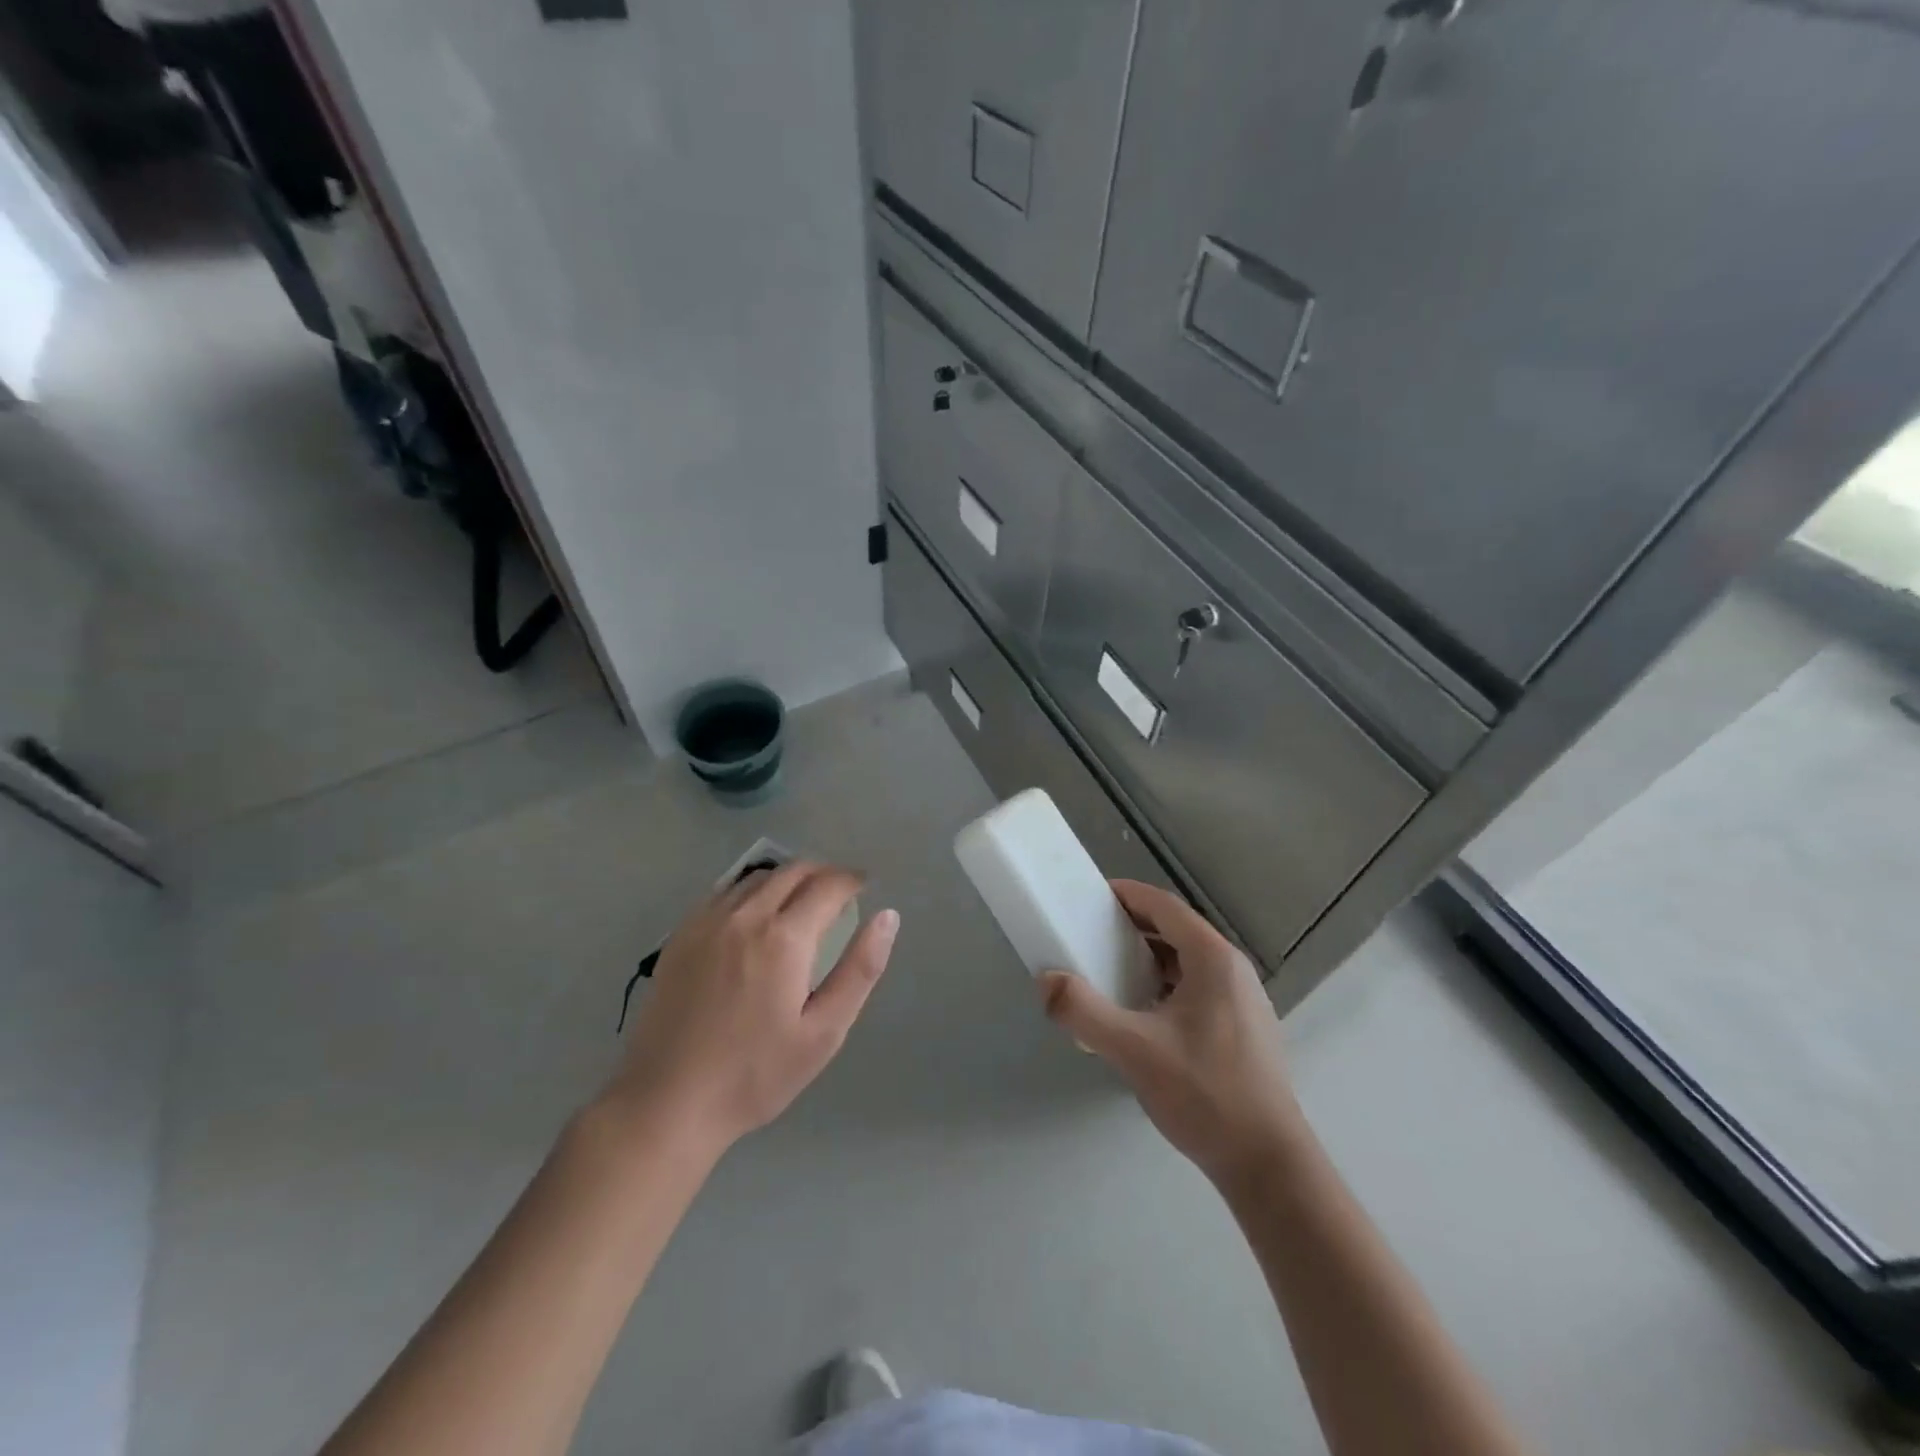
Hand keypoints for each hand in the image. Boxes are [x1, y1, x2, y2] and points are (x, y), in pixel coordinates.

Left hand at [605, 862, 898, 1154]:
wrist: (666, 1102)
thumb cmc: (755, 1074)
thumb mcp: (824, 1032)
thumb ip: (860, 969)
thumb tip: (888, 917)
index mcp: (784, 937)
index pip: (828, 885)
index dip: (852, 880)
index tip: (865, 886)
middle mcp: (745, 915)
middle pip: (793, 870)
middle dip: (824, 873)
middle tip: (841, 892)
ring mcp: (706, 921)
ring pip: (757, 877)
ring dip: (788, 878)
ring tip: (802, 901)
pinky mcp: (681, 935)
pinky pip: (725, 892)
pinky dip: (752, 890)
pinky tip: (756, 915)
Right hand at [1039, 880, 1302, 1186]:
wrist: (1269, 1165)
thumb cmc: (1205, 1094)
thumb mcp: (1134, 1050)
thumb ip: (1083, 1011)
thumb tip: (1046, 981)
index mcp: (1213, 959)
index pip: (1164, 906)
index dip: (1126, 895)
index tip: (1090, 897)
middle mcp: (1233, 969)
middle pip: (1176, 930)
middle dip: (1132, 928)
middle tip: (1091, 936)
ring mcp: (1243, 1000)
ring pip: (1188, 962)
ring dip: (1148, 959)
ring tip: (1110, 974)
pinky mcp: (1244, 1028)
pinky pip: (1198, 988)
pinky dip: (1165, 985)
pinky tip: (1143, 1016)